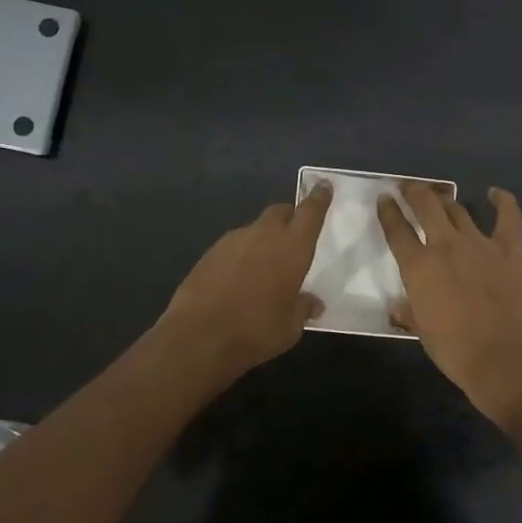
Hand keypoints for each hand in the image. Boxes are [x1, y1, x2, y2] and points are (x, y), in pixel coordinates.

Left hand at [160, 185, 330, 377]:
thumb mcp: (290, 327)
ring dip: (264, 238)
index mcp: (292, 247)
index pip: (310, 212)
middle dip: (290, 216)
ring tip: (265, 265)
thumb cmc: (256, 330)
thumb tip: (312, 303)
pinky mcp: (209, 253)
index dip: (318, 197)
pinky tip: (239, 277)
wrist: (198, 337)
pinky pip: (234, 245)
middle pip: (280, 211)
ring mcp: (233, 241)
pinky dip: (242, 254)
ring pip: (255, 229)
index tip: (323, 185)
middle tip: (295, 233)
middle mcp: (264, 235)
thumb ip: (303, 308)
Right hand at [378, 183, 521, 427]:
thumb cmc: (455, 351)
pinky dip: (503, 201)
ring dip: (447, 199)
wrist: (504, 357)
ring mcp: (479, 244)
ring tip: (440, 195)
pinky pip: (508, 217)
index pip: (397, 230)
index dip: (388, 211)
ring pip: (459, 209)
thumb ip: (409, 312)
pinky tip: (495, 193)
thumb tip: (398, 307)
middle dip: (414, 191)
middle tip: (409, 187)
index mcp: (418, 266)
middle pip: (426, 205)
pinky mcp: (509, 249)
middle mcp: (445, 245)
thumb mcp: (421, 332)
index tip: (384, 198)